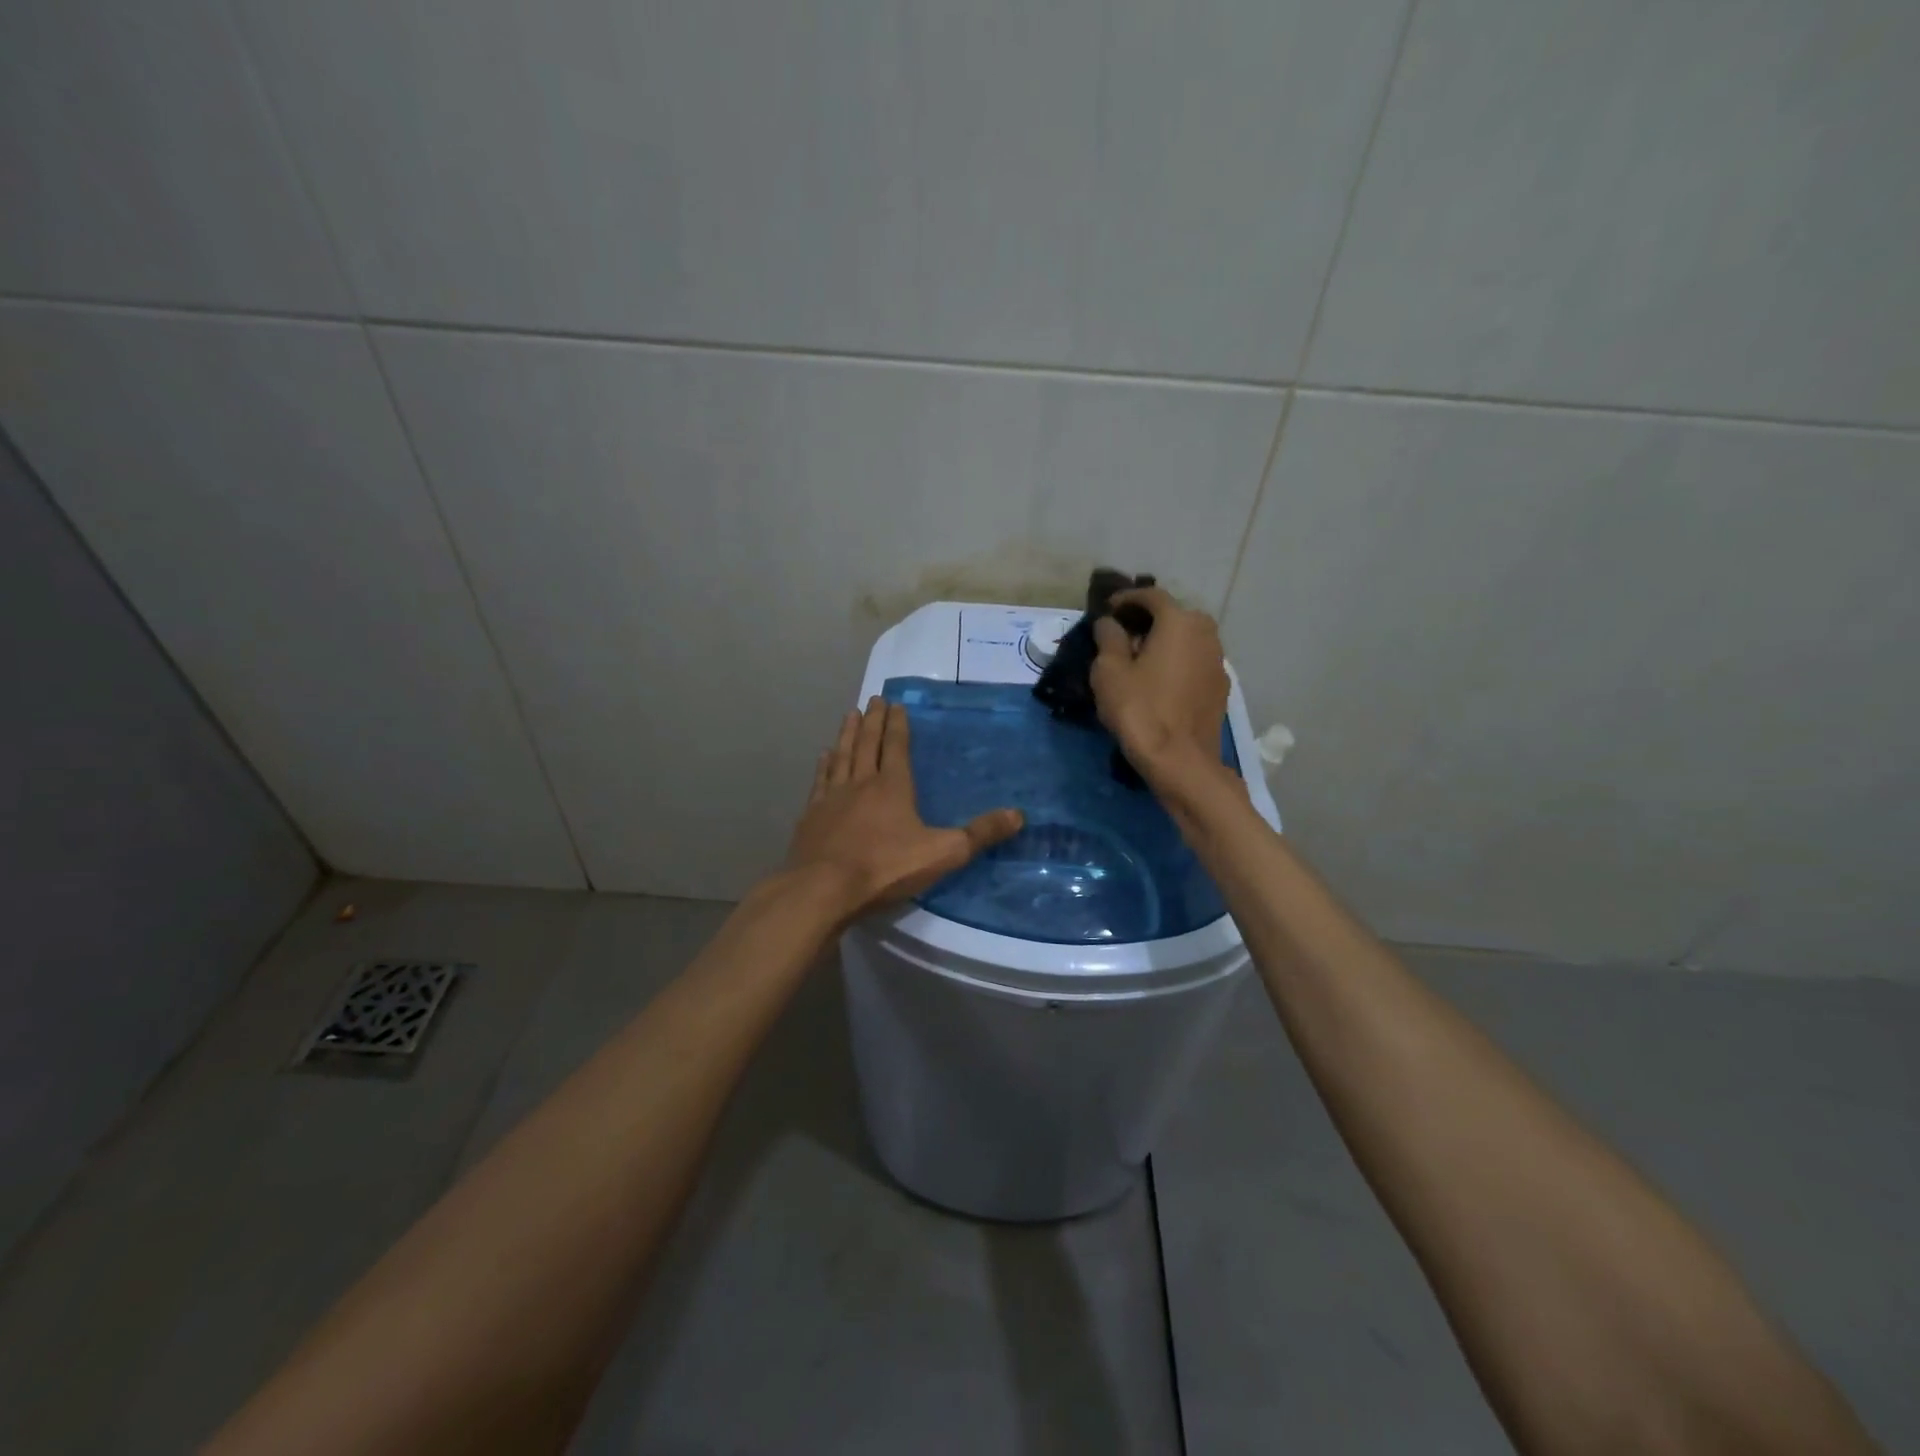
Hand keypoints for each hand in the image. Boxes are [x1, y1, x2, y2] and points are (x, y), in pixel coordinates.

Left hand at [786, 697, 1023, 918]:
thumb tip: (1019, 815)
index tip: (896, 704)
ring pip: (842, 755)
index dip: (898, 725)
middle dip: (873, 721)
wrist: (824, 888)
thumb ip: (980, 834)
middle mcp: (861, 783)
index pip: (897, 747)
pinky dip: (824, 765)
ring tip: (850, 715)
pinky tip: (823, 757)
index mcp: (893, 786)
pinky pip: (820, 781)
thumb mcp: (944, 853)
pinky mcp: (811, 815)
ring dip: (847, 734)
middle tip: (874, 699)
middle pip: (868, 744)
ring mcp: (832, 797)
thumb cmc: (886, 868)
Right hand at [1090, 586, 1230, 776]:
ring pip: (1187, 639)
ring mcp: (1218, 661)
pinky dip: (1176, 662)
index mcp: (1179, 622)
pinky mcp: (1219, 688)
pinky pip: (1193, 662)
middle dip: (1147, 619)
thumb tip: (1109, 623)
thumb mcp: (1109, 671)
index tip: (1107, 609)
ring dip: (1163, 641)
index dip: (1126, 598)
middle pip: (1174, 615)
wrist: (1181, 761)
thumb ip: (1109, 639)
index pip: (1151, 596)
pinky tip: (1158, 681)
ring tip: (1138, 658)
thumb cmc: (1140, 710)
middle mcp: (1206, 633)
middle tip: (1122, 633)